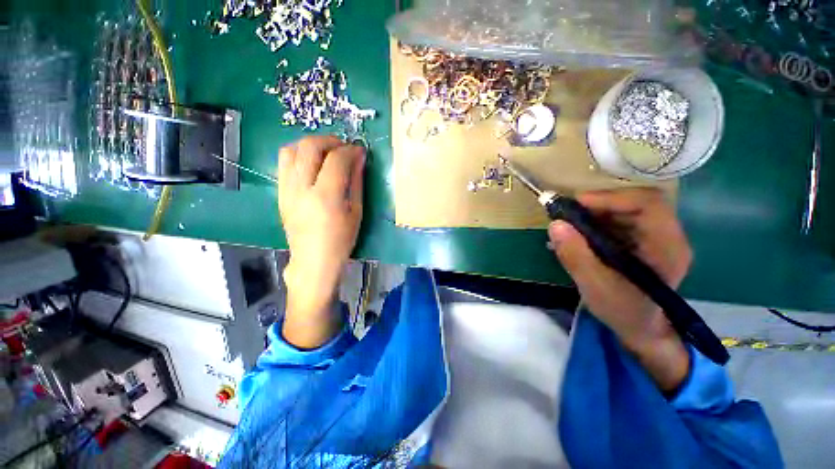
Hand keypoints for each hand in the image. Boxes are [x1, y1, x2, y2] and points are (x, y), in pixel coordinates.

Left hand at [278, 136, 364, 347]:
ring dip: (310, 144)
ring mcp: (286, 190)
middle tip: (343, 147)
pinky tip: (311, 164)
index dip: (350, 150)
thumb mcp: (356, 212)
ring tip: (325, 153)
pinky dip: (298, 155)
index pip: (336, 159)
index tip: (359, 150)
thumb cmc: (341, 240)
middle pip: (309, 147)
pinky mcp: (280, 193)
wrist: (314, 260)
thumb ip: (356, 182)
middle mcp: (302, 189)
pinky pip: (283, 163)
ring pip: (291, 150)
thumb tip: (359, 157)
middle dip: (329, 140)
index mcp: (326, 197)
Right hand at [548, 188, 692, 391]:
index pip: (649, 204)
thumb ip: (575, 256)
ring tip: (571, 224)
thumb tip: (555, 225)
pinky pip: (622, 220)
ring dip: (597, 212)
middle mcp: (668, 237)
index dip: (612, 197)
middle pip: (638, 202)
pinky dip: (598, 221)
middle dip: (600, 204)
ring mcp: (658, 238)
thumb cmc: (623, 312)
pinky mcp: (645, 242)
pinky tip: (581, 234)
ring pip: (628, 209)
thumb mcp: (594, 286)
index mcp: (666, 248)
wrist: (642, 329)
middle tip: (569, 213)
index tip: (577, 204)